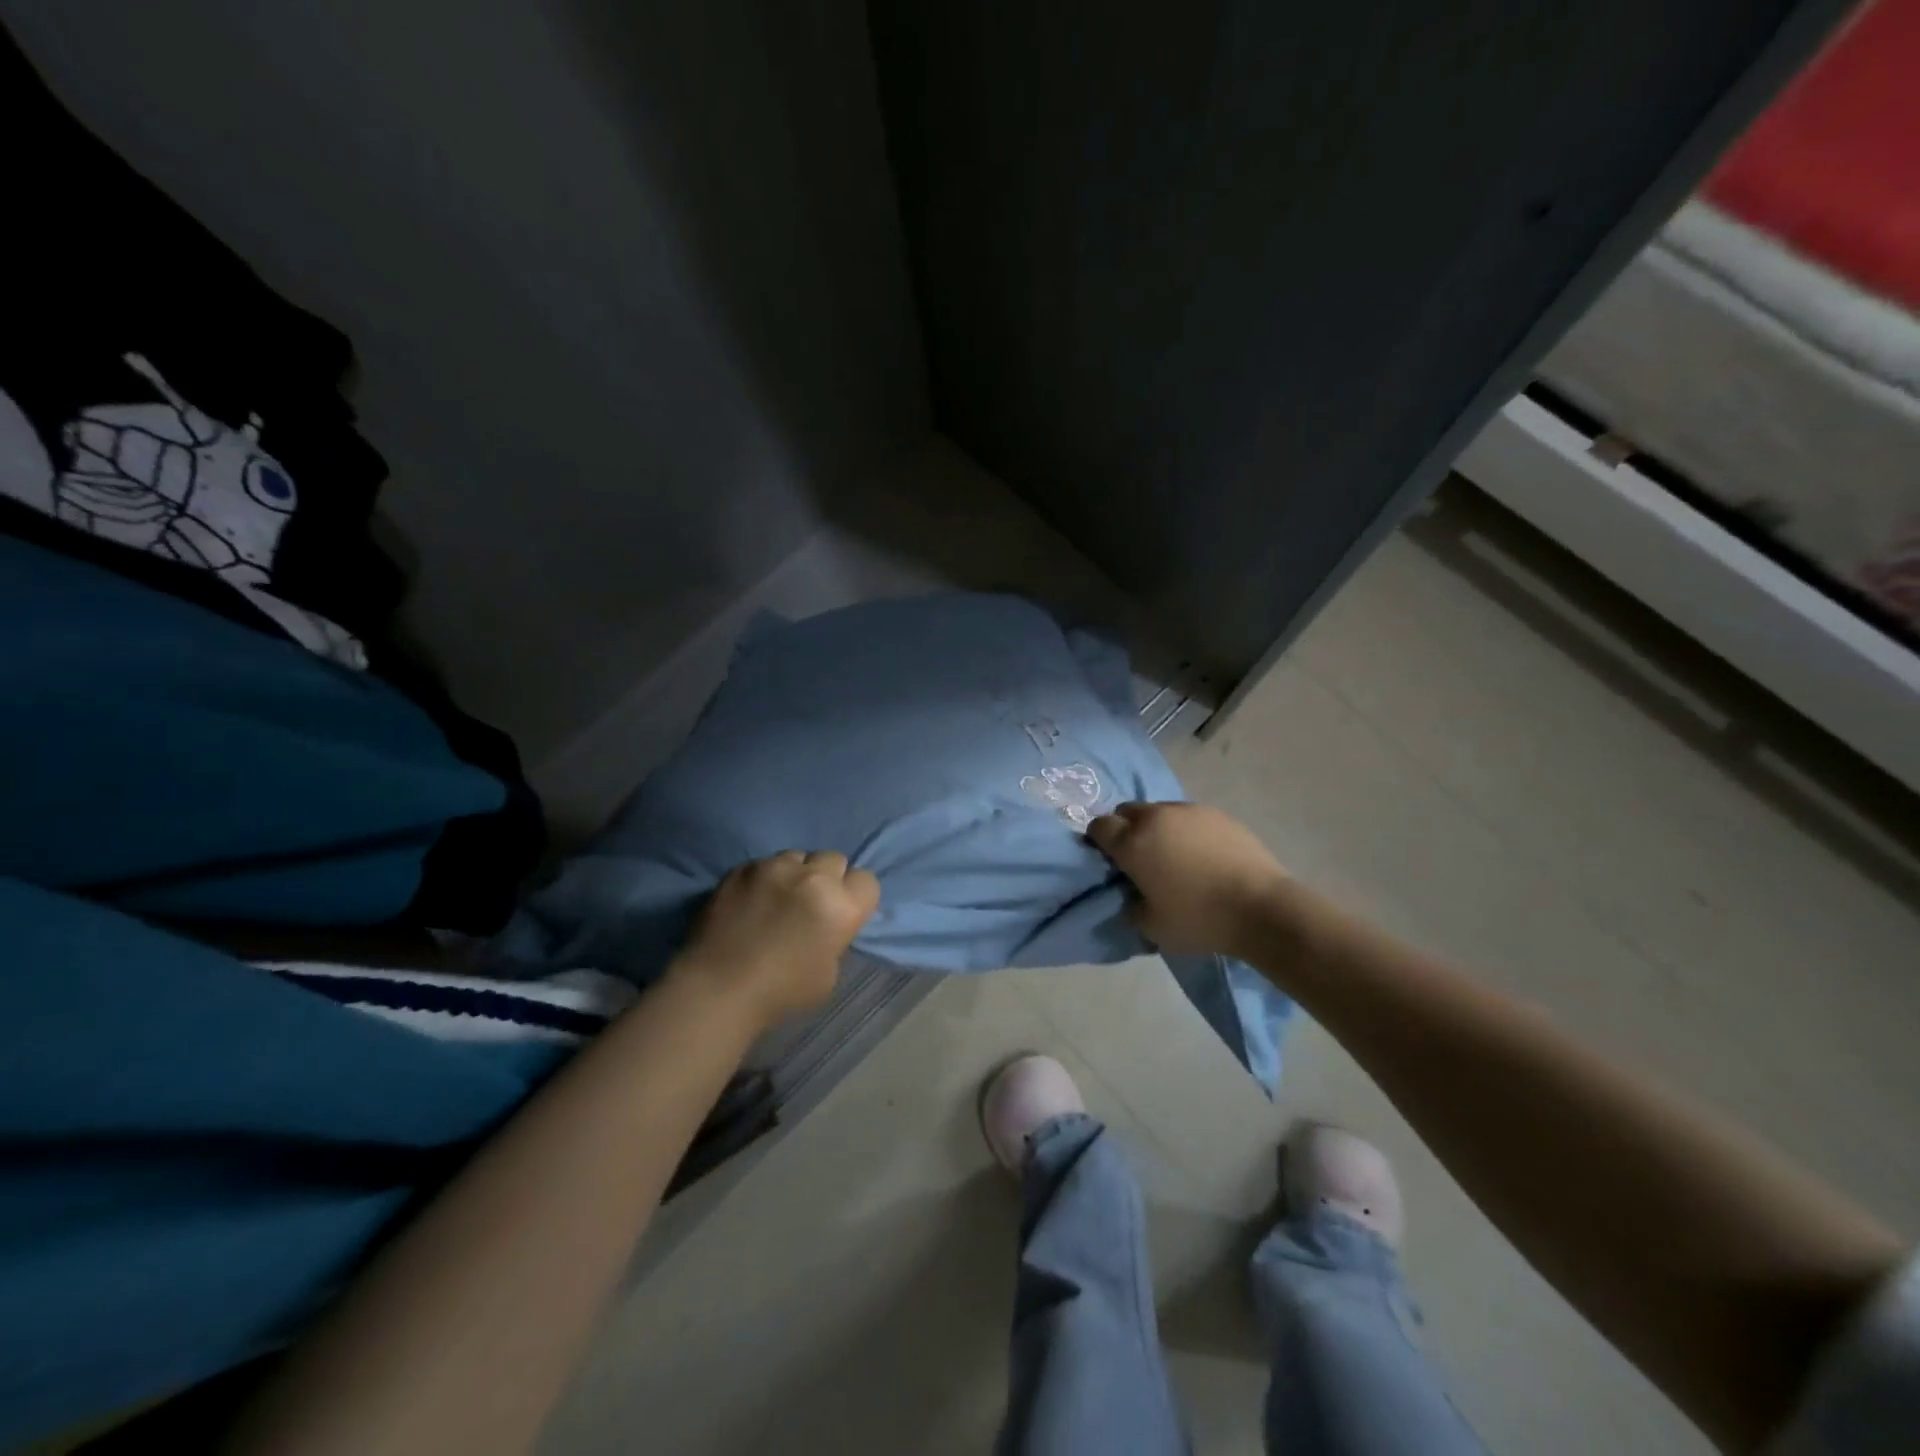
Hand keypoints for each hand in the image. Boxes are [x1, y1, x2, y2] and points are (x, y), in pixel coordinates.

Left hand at [673, 850, 880, 1029]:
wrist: (716, 990)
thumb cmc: (781, 993)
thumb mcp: (829, 974)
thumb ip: (835, 938)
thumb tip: (826, 924)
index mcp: (841, 907)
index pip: (867, 880)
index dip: (856, 897)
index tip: (842, 913)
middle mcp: (813, 878)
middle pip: (834, 859)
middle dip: (828, 878)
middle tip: (811, 904)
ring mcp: (775, 867)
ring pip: (798, 856)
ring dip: (796, 874)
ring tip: (778, 899)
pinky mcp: (743, 868)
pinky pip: (764, 863)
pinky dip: (764, 878)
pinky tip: (751, 902)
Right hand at [1087, 802, 1290, 957]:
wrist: (1262, 908)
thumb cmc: (1199, 919)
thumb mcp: (1152, 928)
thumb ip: (1131, 907)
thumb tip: (1132, 896)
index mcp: (1132, 842)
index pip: (1099, 827)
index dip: (1099, 841)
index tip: (1110, 860)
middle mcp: (1156, 817)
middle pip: (1127, 811)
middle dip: (1126, 829)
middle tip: (1139, 857)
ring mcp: (1189, 811)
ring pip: (1160, 811)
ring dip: (1158, 828)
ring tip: (1175, 856)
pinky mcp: (1218, 814)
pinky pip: (1190, 818)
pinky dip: (1187, 831)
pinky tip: (1203, 856)